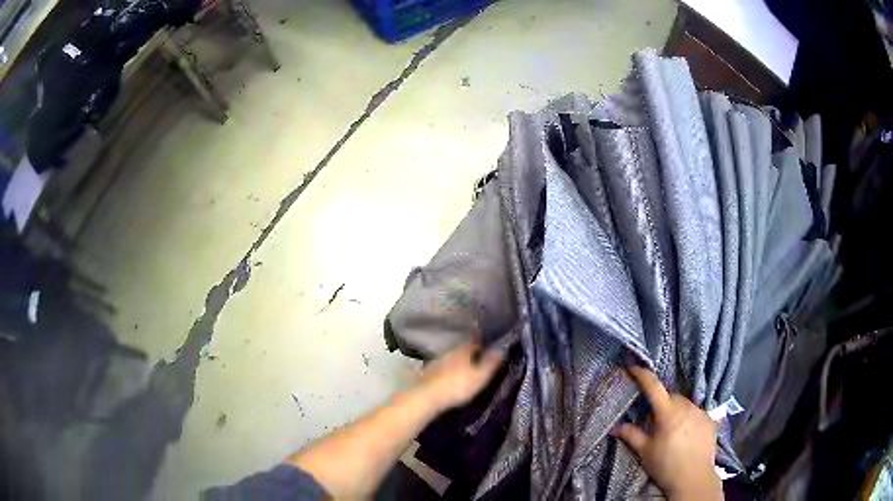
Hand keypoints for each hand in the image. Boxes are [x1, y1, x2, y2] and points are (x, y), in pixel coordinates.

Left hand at [415, 342, 503, 411]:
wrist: (427, 396)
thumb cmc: (457, 386)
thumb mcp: (480, 376)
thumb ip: (490, 363)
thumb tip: (500, 350)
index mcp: (463, 350)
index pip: (475, 344)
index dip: (483, 350)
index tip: (489, 357)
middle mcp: (449, 352)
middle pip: (461, 351)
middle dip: (469, 357)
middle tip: (477, 366)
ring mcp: (436, 361)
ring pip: (450, 360)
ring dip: (456, 365)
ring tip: (464, 375)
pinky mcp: (427, 373)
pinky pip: (441, 369)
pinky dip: (446, 373)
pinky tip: (448, 381)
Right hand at [613, 364, 722, 499]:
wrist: (693, 478)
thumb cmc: (666, 465)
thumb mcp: (645, 452)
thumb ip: (631, 435)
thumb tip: (614, 427)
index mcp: (668, 413)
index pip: (654, 387)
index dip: (642, 375)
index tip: (633, 365)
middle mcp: (686, 406)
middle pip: (671, 396)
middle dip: (661, 402)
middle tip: (654, 418)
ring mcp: (701, 412)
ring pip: (685, 403)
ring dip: (676, 409)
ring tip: (671, 428)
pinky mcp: (710, 420)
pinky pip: (696, 412)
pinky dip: (689, 417)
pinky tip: (686, 432)